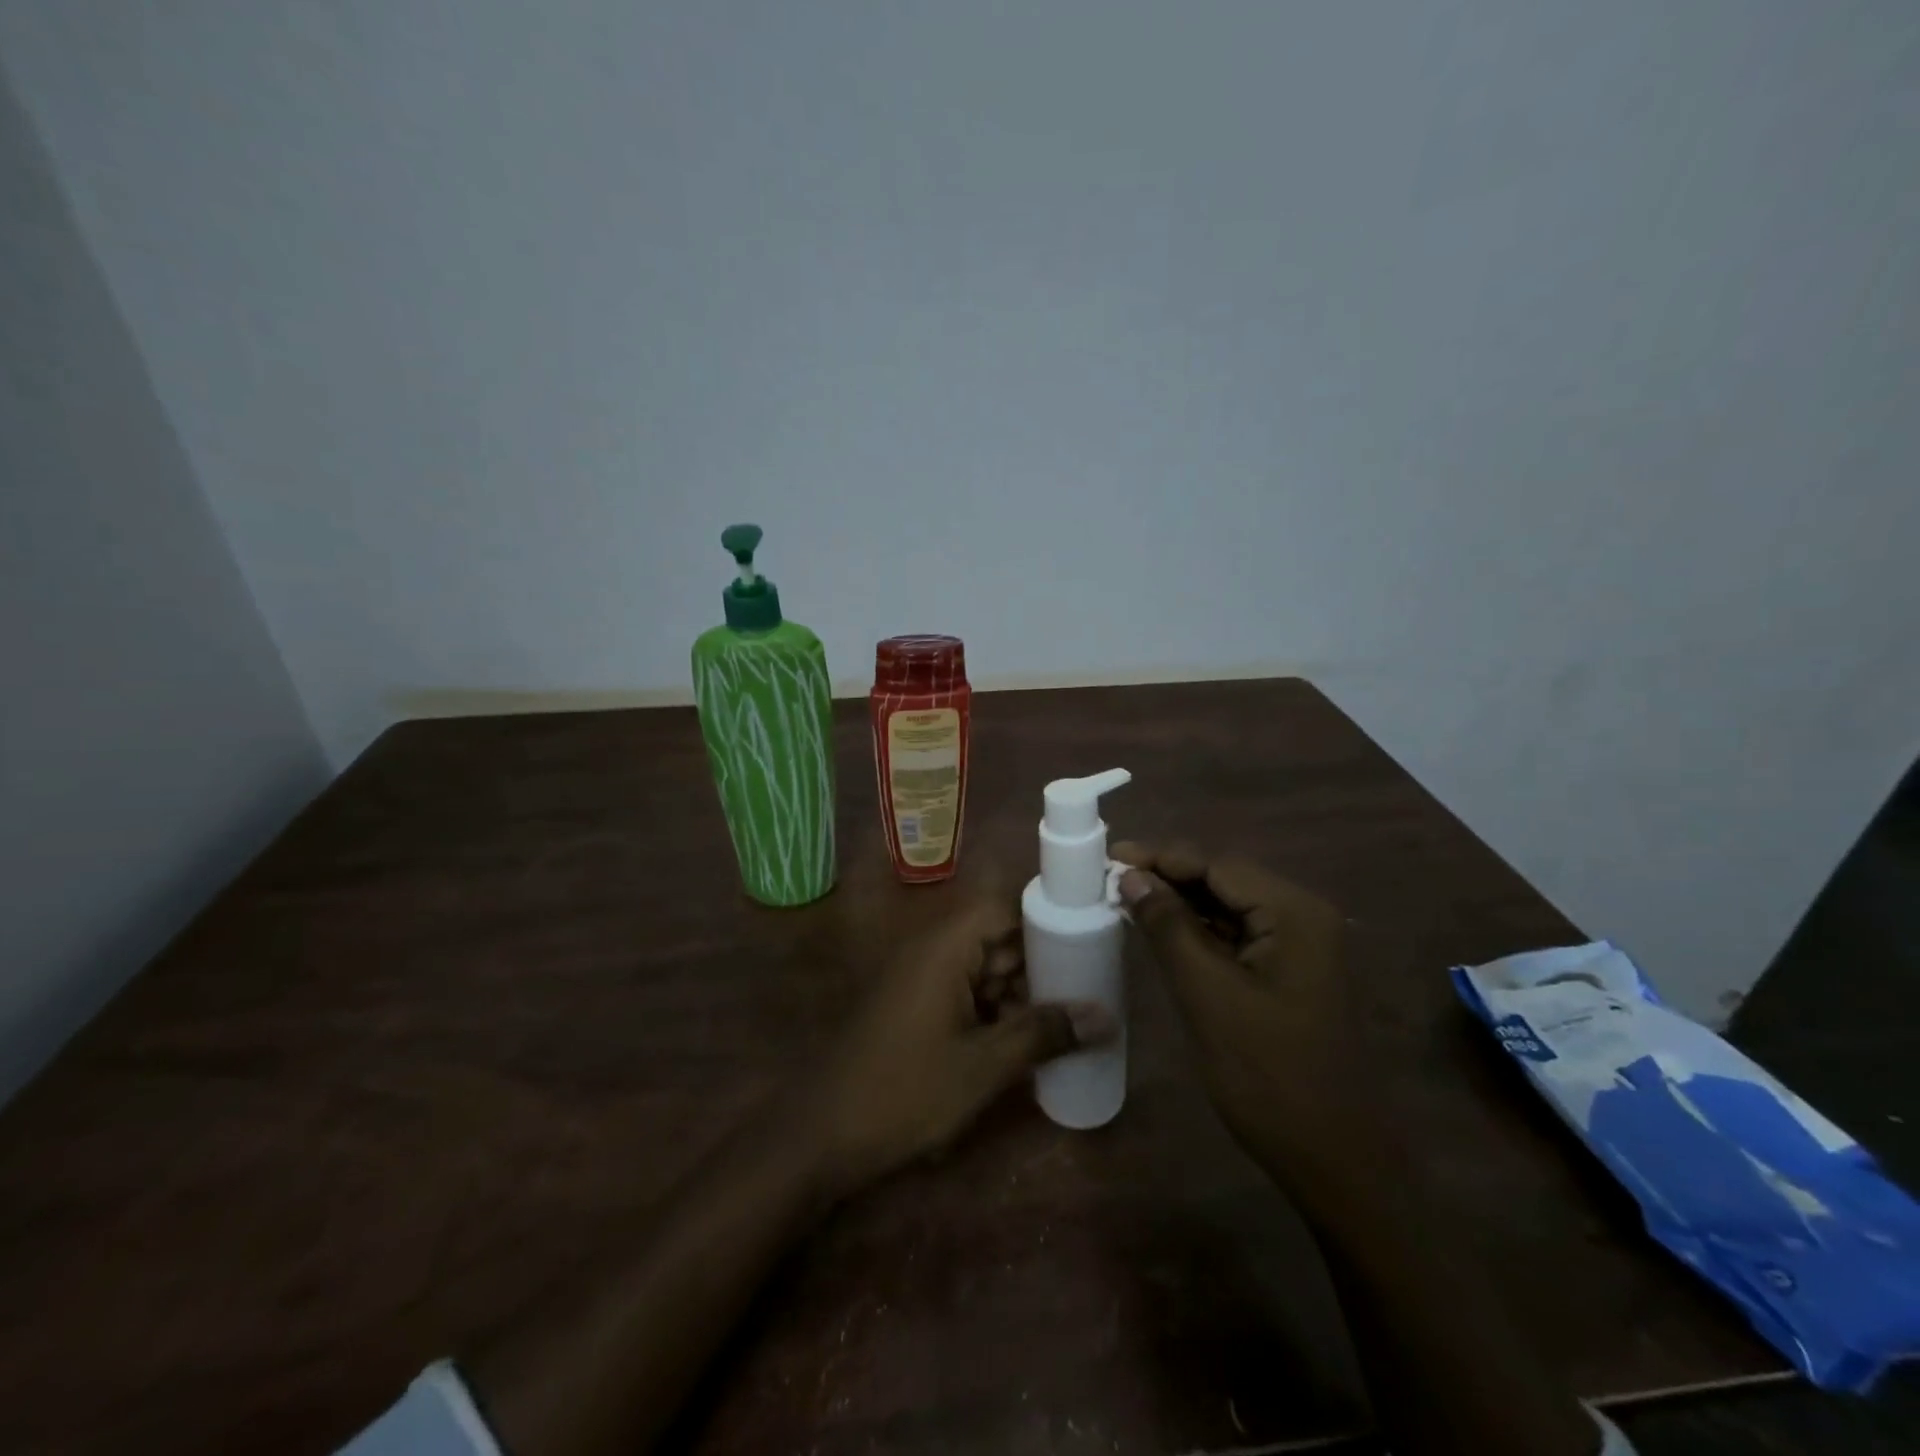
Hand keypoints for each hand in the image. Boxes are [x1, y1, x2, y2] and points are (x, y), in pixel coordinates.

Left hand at [799, 899, 1114, 1195]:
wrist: (822, 1134)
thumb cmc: (906, 1090)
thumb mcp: (984, 1066)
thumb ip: (1043, 1034)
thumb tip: (1104, 1016)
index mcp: (945, 946)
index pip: (1003, 907)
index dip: (1044, 920)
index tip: (1087, 943)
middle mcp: (931, 950)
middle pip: (996, 938)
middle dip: (1039, 965)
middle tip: (1089, 991)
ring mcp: (919, 978)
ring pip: (982, 969)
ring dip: (1018, 994)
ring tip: (1066, 1022)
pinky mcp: (913, 1006)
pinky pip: (963, 993)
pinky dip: (993, 1011)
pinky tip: (1023, 1044)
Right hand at [1113, 841, 1371, 1193]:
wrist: (1333, 1159)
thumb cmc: (1268, 1074)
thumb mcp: (1207, 994)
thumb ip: (1168, 927)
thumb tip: (1131, 877)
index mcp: (1294, 913)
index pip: (1217, 865)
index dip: (1160, 858)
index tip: (1108, 858)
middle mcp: (1303, 916)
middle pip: (1224, 881)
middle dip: (1168, 878)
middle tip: (1110, 880)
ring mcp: (1300, 945)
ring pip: (1228, 907)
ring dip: (1180, 904)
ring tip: (1125, 900)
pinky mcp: (1289, 972)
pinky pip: (1237, 935)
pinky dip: (1198, 931)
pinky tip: (1162, 932)